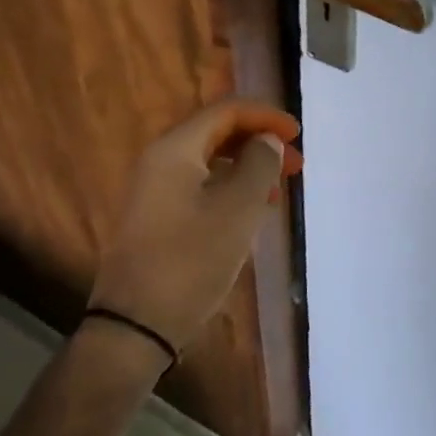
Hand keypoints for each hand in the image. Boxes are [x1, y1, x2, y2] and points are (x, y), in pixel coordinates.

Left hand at [90, 100, 301, 352]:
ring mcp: (154, 192)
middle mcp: (159, 162)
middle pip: (216, 134)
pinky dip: (230, 189)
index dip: (266, 116)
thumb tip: (267, 140)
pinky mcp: (156, 218)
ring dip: (247, 167)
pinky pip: (200, 187)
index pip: (225, 111)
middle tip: (295, 163)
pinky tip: (251, 212)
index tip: (298, 134)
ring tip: (278, 188)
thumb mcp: (238, 208)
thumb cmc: (192, 260)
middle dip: (259, 141)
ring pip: (210, 163)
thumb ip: (259, 164)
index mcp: (175, 150)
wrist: (137, 324)